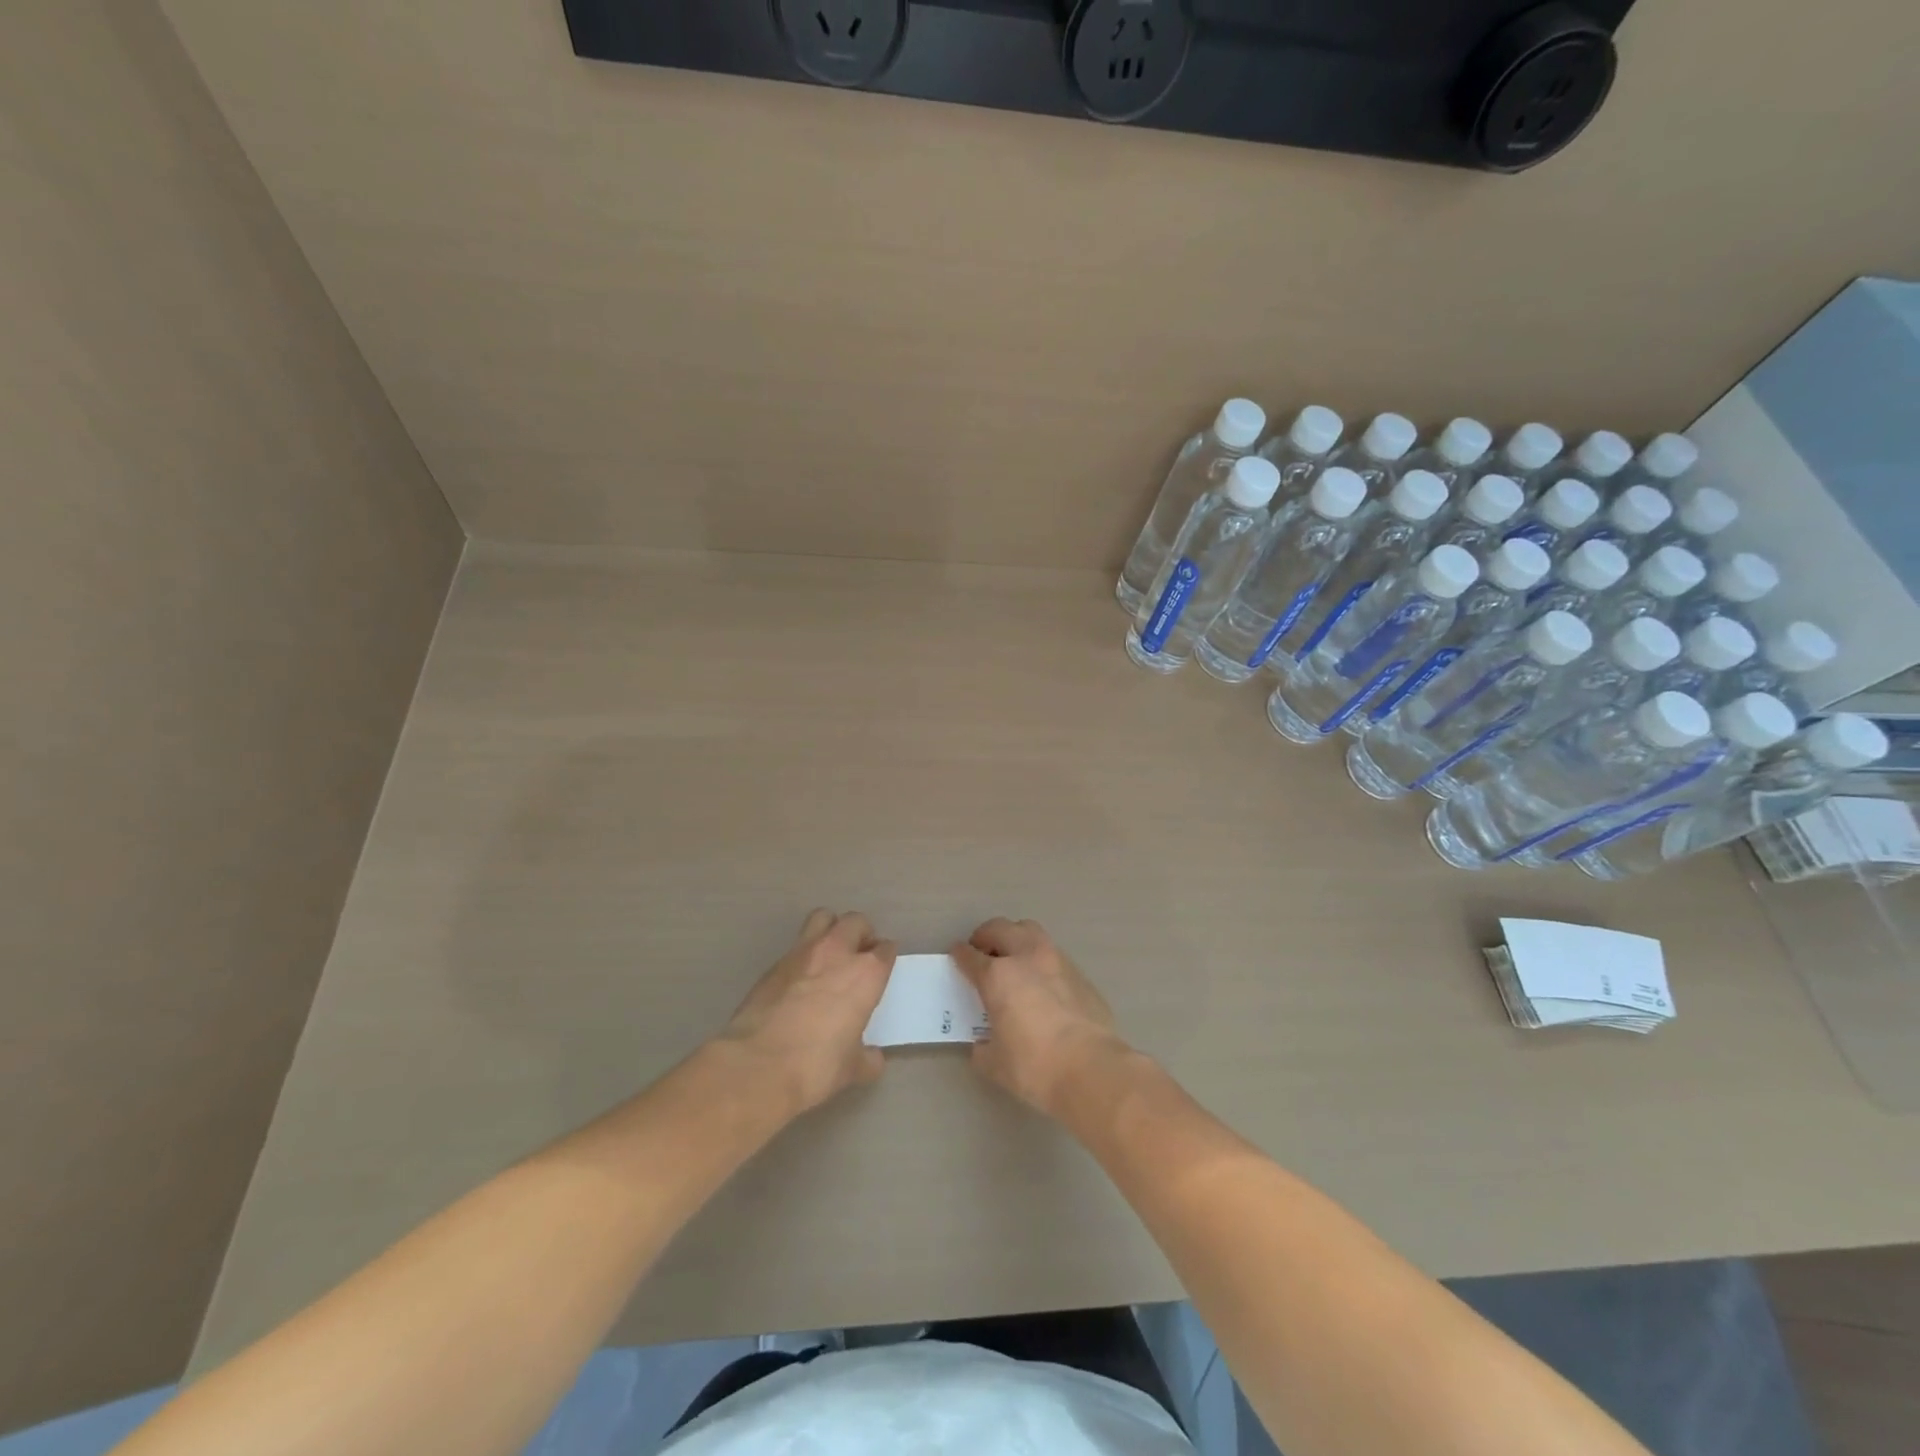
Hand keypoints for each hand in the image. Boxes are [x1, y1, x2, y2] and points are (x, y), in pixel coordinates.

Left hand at [719, 909, 896, 1114]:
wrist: (758, 1066)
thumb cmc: (816, 1066)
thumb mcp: (851, 1068)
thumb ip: (867, 1058)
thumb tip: (872, 1058)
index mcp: (866, 974)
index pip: (885, 949)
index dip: (886, 956)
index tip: (883, 967)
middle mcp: (837, 953)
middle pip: (856, 922)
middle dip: (862, 933)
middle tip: (859, 955)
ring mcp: (802, 953)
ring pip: (823, 918)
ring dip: (831, 929)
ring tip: (830, 954)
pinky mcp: (774, 964)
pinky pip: (795, 946)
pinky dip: (803, 955)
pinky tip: (800, 979)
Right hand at [951, 918, 1130, 1119]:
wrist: (1091, 1069)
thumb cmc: (1034, 1066)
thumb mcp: (994, 1063)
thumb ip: (983, 1046)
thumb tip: (984, 1043)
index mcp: (998, 976)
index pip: (970, 956)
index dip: (960, 955)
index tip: (957, 956)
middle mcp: (1026, 957)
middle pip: (1000, 928)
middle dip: (986, 936)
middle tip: (982, 953)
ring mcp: (1057, 961)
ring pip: (1031, 931)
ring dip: (1016, 939)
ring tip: (1014, 960)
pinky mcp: (1080, 974)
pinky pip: (1055, 956)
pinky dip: (1042, 962)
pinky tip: (1044, 985)